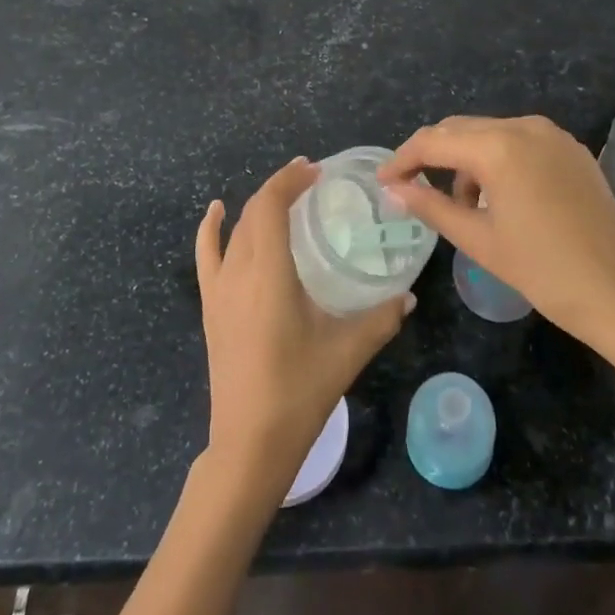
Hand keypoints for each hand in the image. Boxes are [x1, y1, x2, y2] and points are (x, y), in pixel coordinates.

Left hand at [196, 158, 412, 494]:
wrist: (249, 443)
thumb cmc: (299, 392)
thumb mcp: (347, 352)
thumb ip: (381, 319)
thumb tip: (408, 296)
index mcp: (269, 274)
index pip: (270, 207)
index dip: (289, 181)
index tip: (316, 171)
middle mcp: (238, 272)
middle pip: (253, 212)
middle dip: (279, 188)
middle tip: (311, 181)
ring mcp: (218, 290)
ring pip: (234, 230)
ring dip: (256, 206)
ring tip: (282, 194)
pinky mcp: (210, 307)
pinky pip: (206, 256)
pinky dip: (211, 229)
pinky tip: (216, 213)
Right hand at [379, 115, 614, 333]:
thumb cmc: (542, 270)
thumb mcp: (477, 240)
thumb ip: (431, 206)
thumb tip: (394, 190)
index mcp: (498, 147)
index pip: (434, 141)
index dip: (403, 159)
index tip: (383, 182)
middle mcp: (524, 127)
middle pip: (460, 129)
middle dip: (432, 155)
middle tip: (410, 188)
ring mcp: (552, 135)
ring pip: (490, 133)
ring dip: (465, 159)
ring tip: (460, 204)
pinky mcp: (571, 149)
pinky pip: (519, 141)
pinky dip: (496, 159)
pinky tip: (497, 196)